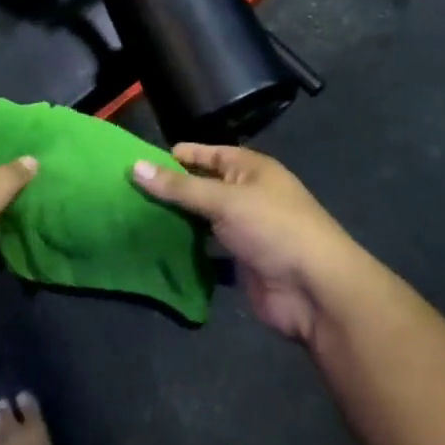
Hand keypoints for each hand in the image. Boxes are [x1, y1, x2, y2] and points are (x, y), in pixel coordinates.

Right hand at [133, 145, 362, 342]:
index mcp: (250, 169)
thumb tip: (134, 167)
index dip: (176, 156)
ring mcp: (245, 230)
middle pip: (202, 186)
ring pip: (203, 219)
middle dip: (171, 190)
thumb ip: (179, 187)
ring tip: (135, 219)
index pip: (207, 153)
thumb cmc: (273, 228)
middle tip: (128, 193)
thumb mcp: (224, 200)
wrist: (316, 291)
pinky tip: (158, 250)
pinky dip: (188, 251)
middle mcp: (247, 194)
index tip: (139, 162)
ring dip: (177, 221)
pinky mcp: (241, 262)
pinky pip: (208, 251)